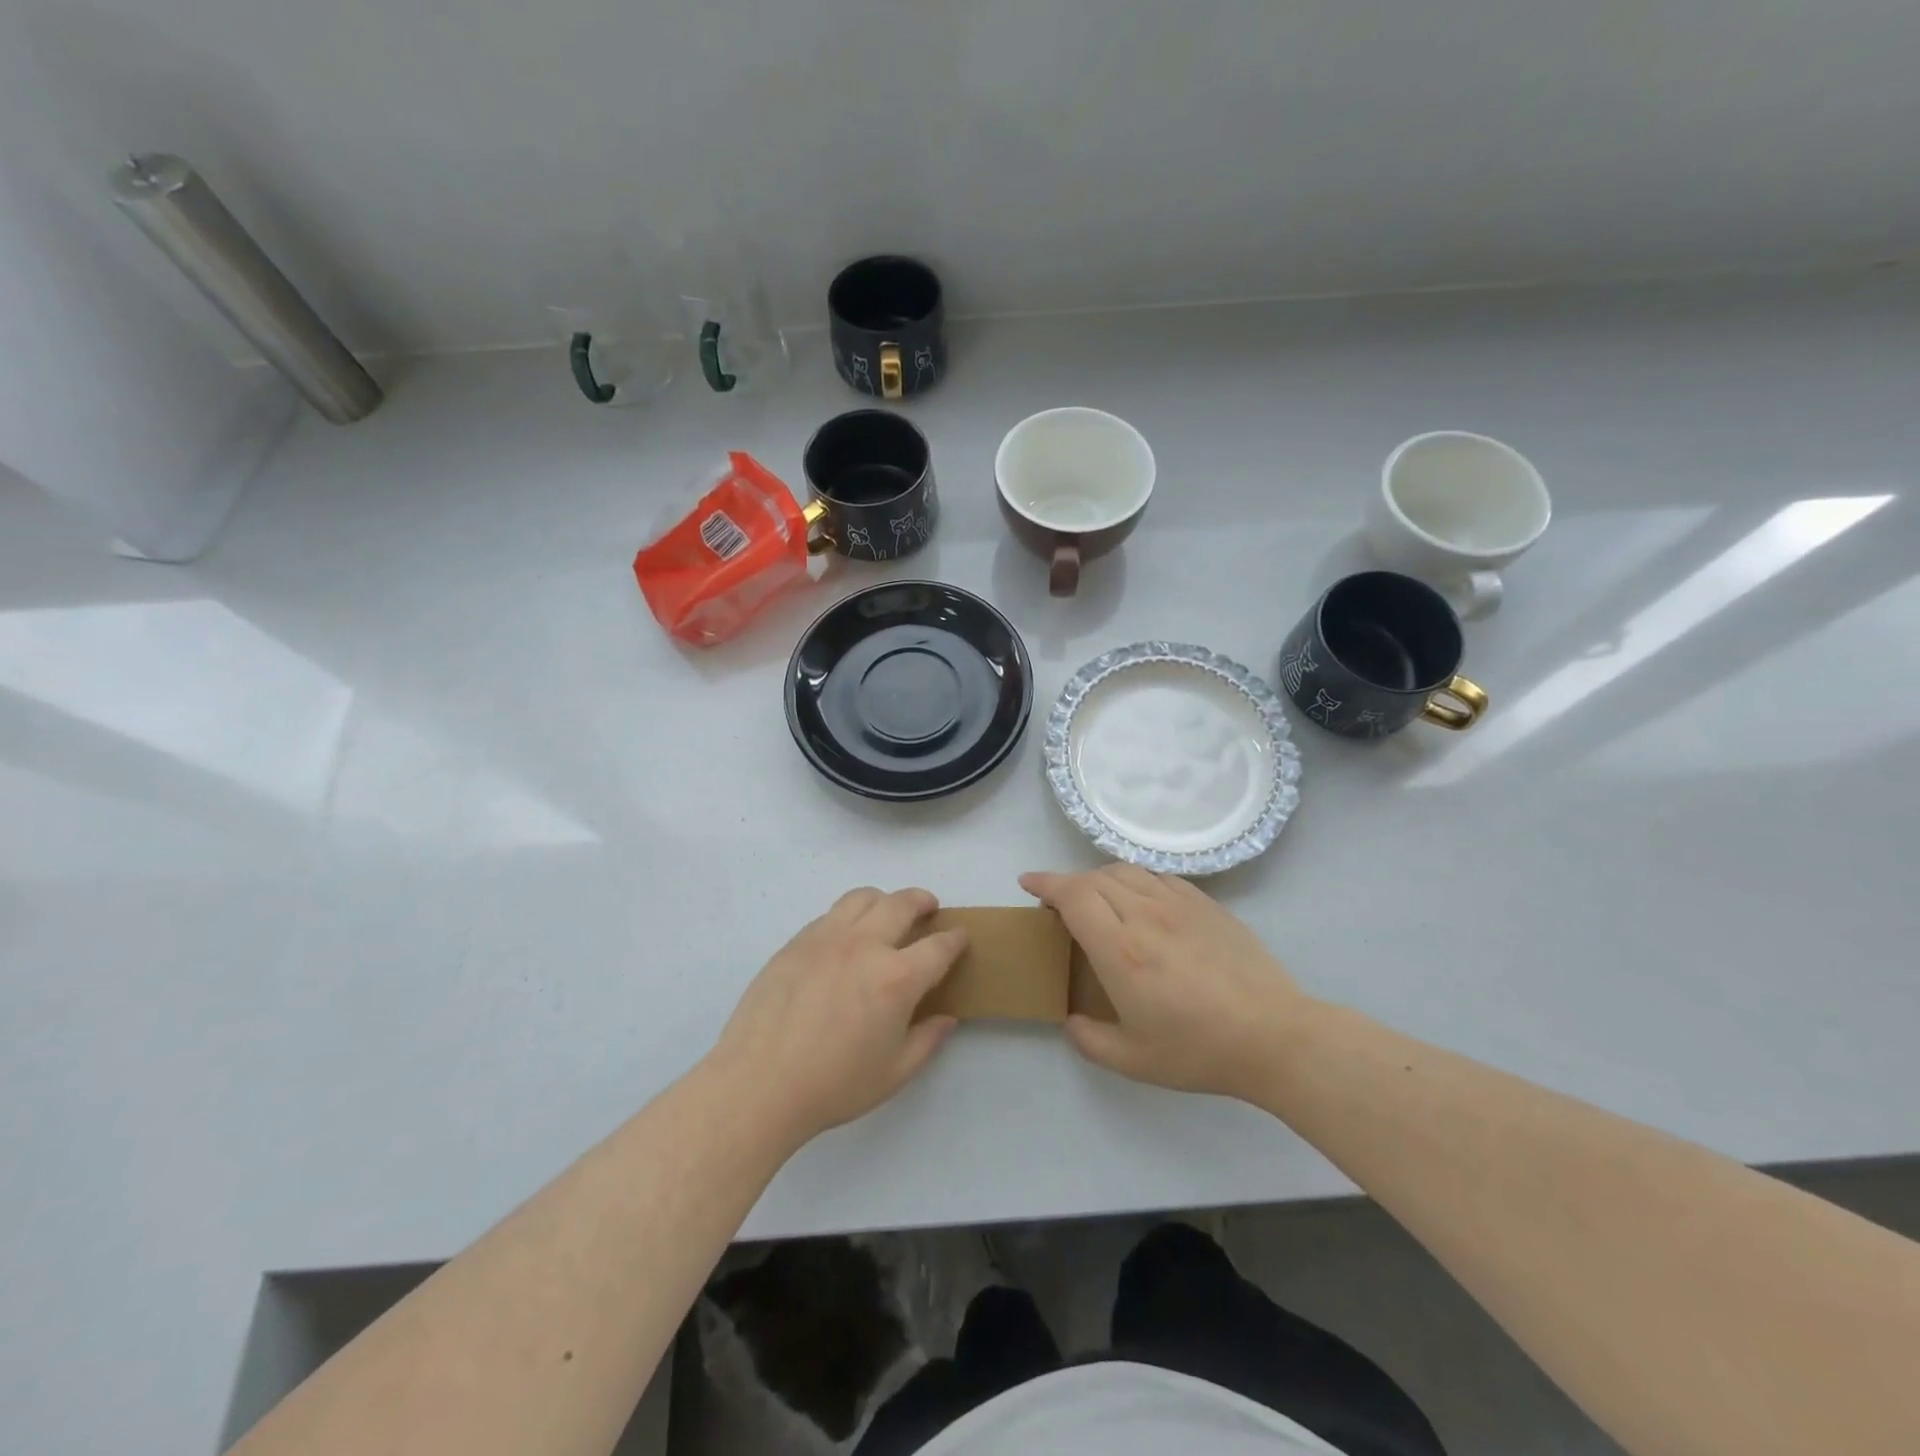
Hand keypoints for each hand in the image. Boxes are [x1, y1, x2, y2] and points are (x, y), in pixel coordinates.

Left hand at [711, 887, 966, 1147]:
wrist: (758, 1084)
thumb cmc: (833, 1085)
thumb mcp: (894, 1073)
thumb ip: (926, 1040)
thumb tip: (946, 1018)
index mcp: (896, 978)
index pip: (938, 946)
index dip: (955, 939)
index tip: (960, 936)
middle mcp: (864, 945)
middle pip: (902, 903)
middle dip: (923, 901)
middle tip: (929, 908)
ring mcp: (826, 938)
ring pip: (863, 897)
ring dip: (884, 900)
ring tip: (886, 914)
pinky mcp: (795, 942)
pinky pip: (830, 914)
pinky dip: (849, 917)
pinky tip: (845, 940)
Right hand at [1022, 866, 1306, 1100]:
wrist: (1273, 1036)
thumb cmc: (1198, 1050)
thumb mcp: (1132, 1061)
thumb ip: (1089, 1040)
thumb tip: (1070, 1021)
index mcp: (1120, 950)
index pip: (1073, 895)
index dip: (1045, 883)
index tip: (1028, 883)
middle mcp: (1145, 915)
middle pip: (1094, 878)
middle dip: (1067, 883)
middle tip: (1058, 903)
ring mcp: (1179, 904)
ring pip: (1126, 871)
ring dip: (1099, 878)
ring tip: (1095, 898)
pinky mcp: (1206, 904)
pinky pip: (1159, 877)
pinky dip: (1135, 880)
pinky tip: (1139, 900)